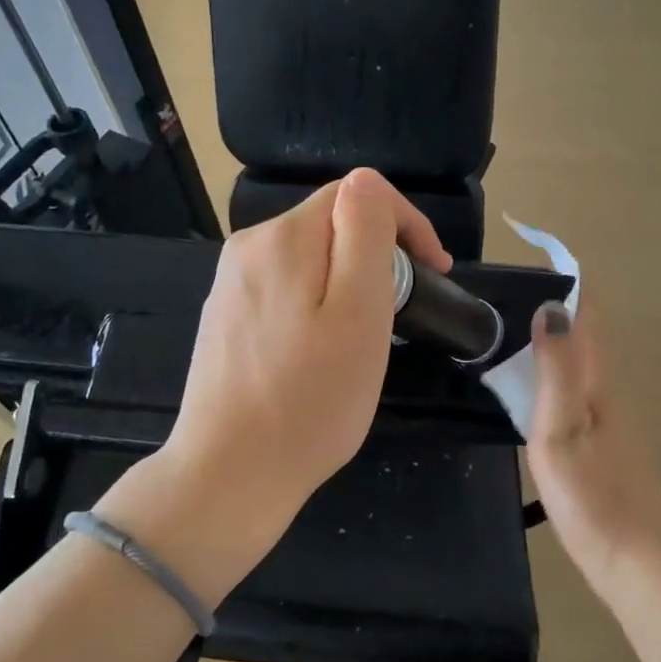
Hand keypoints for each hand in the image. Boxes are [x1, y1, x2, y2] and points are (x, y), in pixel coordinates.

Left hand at [158, 168, 449, 556]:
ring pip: (308, 258)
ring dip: (348, 281)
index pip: (356, 194)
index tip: (435, 274)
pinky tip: (319, 353)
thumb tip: (367, 186)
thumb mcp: (358, 312)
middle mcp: (248, 248)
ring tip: (366, 337)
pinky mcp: (225, 318)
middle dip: (377, 255)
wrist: (229, 474)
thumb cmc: (310, 400)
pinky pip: (284, 289)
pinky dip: (316, 304)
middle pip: (330, 224)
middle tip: (401, 314)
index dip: (406, 224)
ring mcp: (230, 285)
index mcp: (283, 238)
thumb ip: (364, 234)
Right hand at [524, 293, 660, 589]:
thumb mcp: (559, 428)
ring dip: (554, 342)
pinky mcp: (606, 442)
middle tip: (510, 295)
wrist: (632, 557)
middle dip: (557, 307)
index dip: (571, 280)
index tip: (538, 253)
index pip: (590, 313)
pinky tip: (533, 392)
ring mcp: (611, 418)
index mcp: (601, 380)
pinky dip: (554, 375)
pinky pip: (577, 390)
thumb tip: (551, 308)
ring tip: (510, 335)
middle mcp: (611, 390)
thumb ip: (555, 369)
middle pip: (587, 334)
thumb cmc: (590, 492)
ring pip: (581, 364)